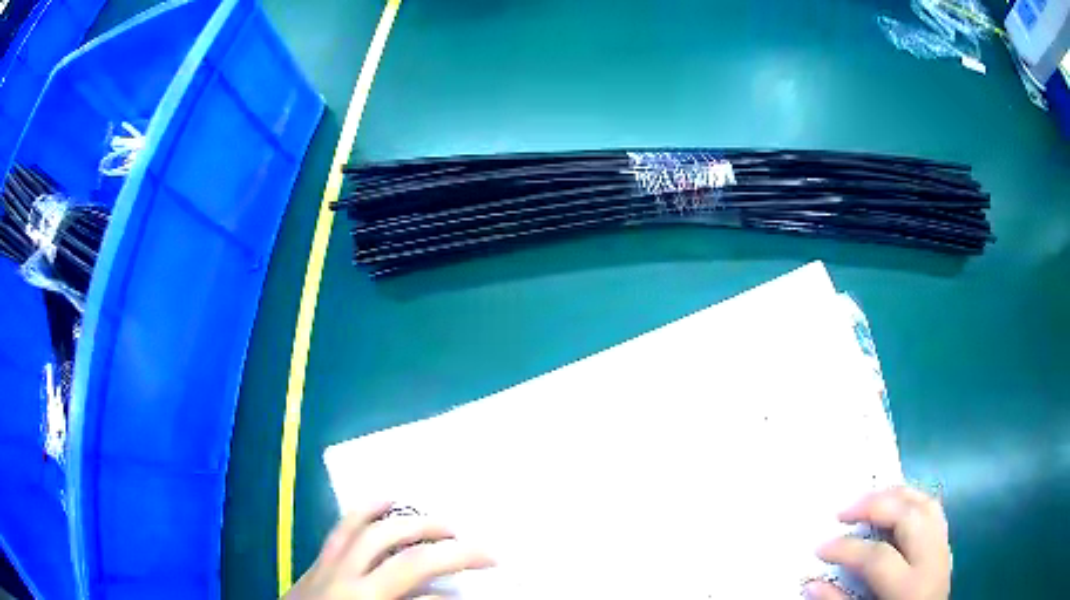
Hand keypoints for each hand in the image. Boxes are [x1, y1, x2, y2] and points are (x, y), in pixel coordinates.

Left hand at [285, 502, 495, 599]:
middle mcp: (348, 582)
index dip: (458, 594)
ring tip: (444, 523)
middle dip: (449, 552)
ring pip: (373, 532)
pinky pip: (342, 527)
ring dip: (413, 524)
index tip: (486, 588)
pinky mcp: (317, 560)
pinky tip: (384, 500)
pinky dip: (366, 511)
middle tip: (481, 551)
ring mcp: (329, 566)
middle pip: (406, 558)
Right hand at [806, 486, 950, 599]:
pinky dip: (914, 501)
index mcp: (910, 586)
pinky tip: (896, 505)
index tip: (820, 548)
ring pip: (927, 504)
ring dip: (896, 495)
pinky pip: (934, 511)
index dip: (846, 549)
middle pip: (908, 516)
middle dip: (875, 506)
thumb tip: (812, 583)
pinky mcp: (946, 545)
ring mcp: (943, 548)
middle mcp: (932, 559)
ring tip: (869, 499)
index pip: (878, 557)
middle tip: (844, 511)